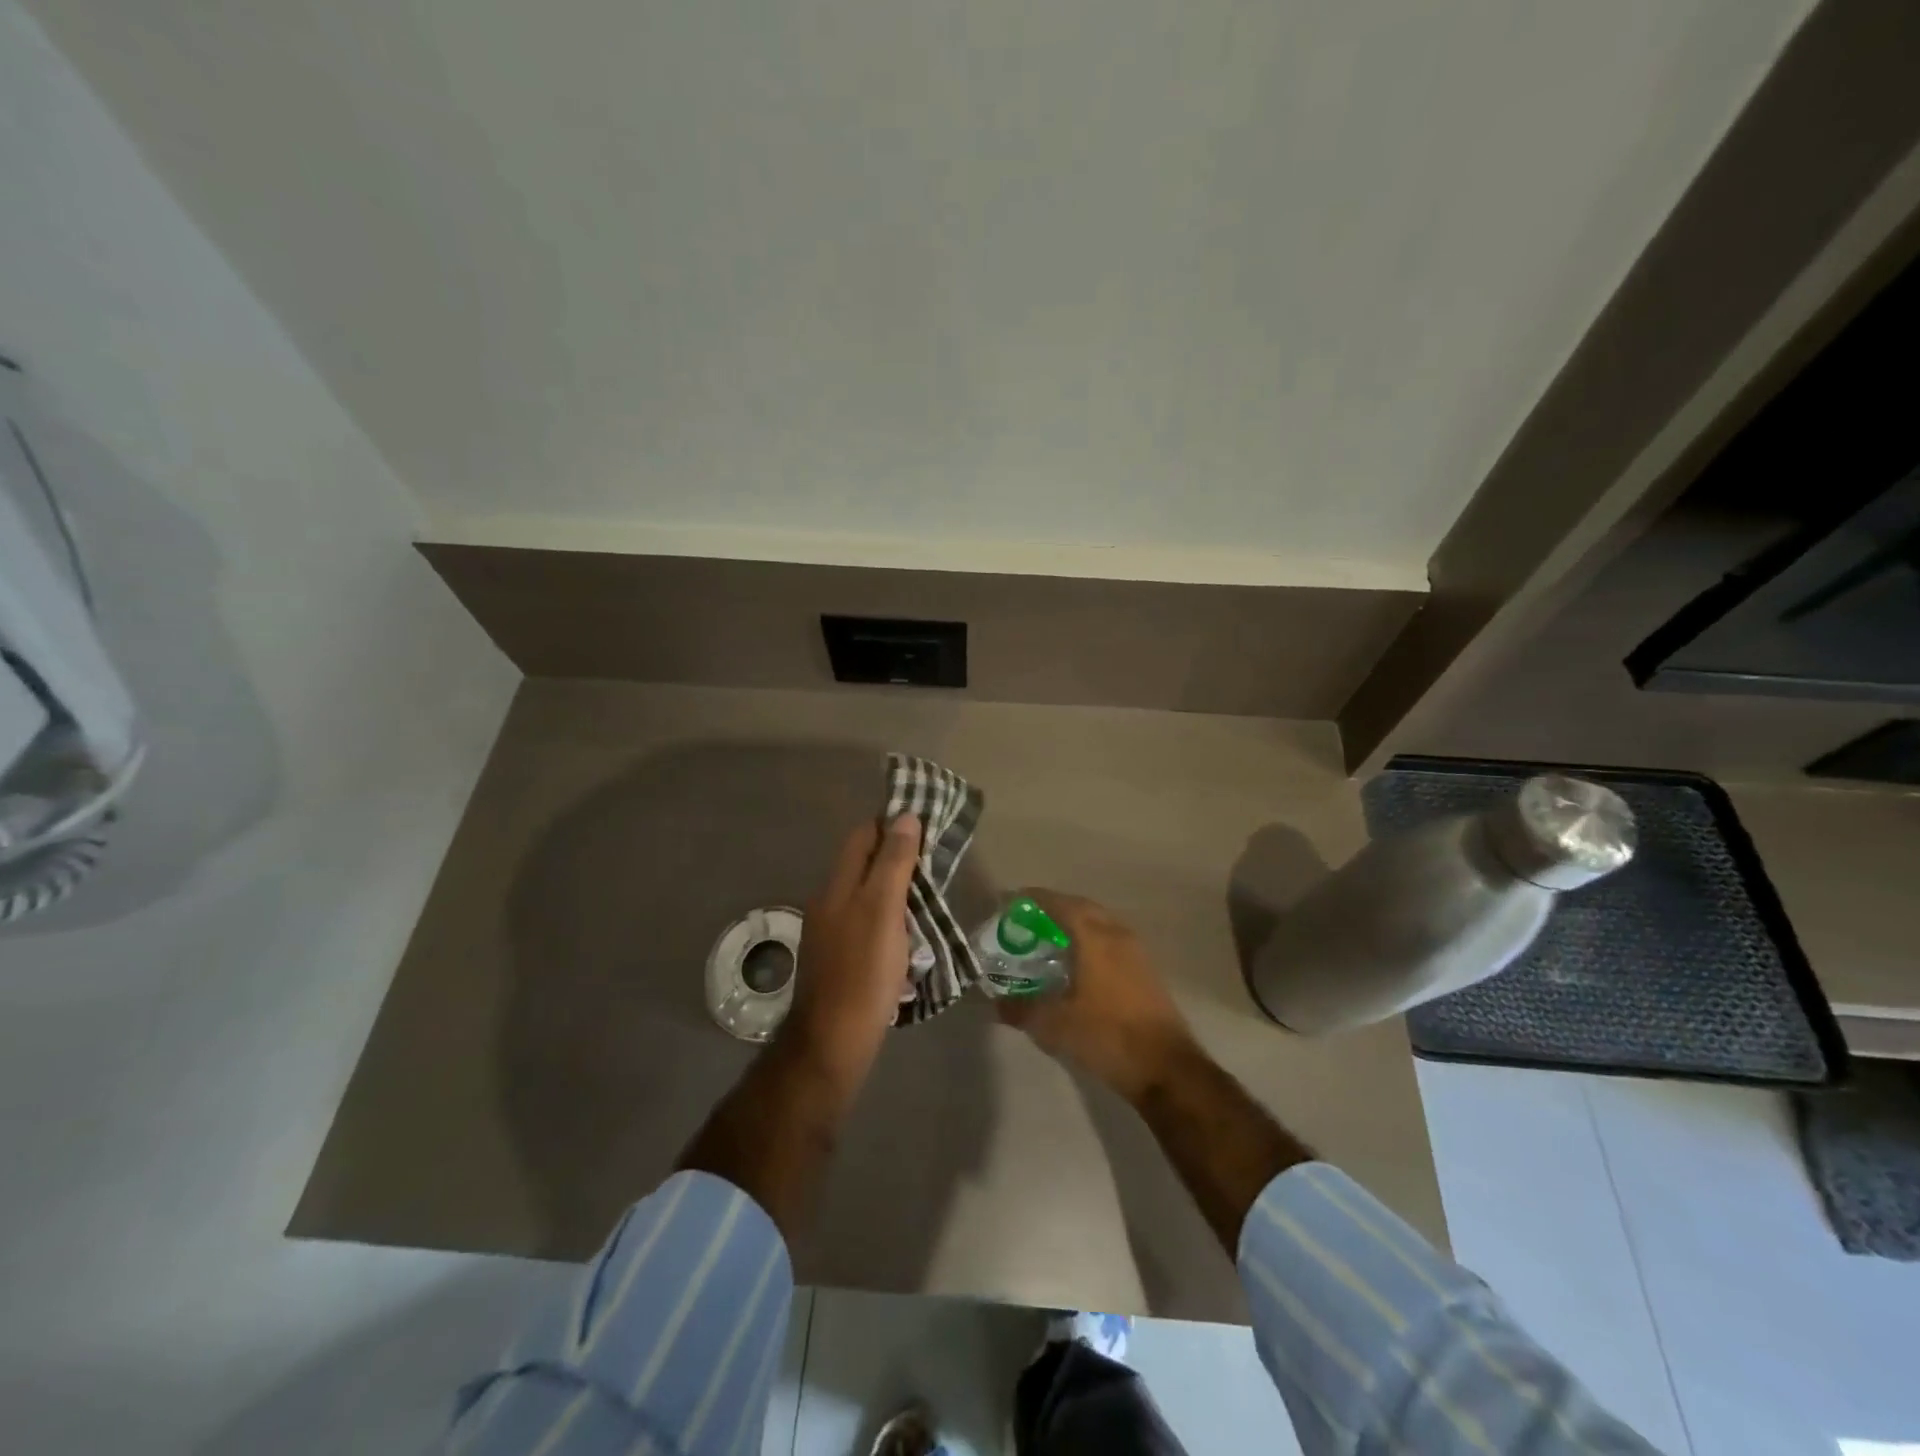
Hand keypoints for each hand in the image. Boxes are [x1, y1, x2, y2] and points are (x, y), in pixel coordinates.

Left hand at [785, 814, 919, 1076]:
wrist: (833, 1041)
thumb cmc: (863, 971)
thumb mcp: (883, 910)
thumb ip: (892, 863)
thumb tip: (903, 817)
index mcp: (837, 886)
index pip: (862, 837)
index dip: (891, 826)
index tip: (926, 827)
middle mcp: (829, 904)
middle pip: (864, 866)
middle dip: (898, 860)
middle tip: (936, 866)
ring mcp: (832, 934)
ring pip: (868, 898)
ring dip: (898, 894)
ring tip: (930, 901)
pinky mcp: (841, 961)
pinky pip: (869, 928)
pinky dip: (891, 925)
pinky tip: (911, 941)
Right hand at [994, 890, 1197, 1104]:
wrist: (1167, 1069)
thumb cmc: (1108, 1037)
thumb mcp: (1054, 1026)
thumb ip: (1022, 1009)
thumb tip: (996, 1002)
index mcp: (1094, 937)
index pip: (1059, 903)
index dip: (1032, 899)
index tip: (1009, 903)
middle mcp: (1117, 934)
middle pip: (1081, 907)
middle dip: (1053, 909)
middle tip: (1027, 921)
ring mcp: (1136, 952)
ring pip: (1099, 923)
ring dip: (1073, 924)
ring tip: (1048, 941)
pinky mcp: (1145, 971)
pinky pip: (1111, 940)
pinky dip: (1089, 941)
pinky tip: (1076, 965)